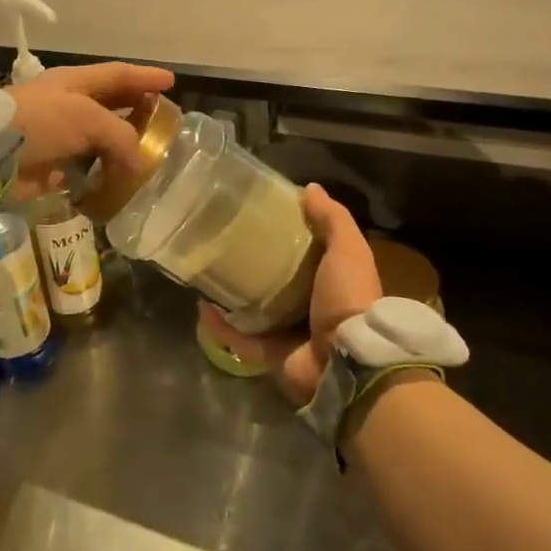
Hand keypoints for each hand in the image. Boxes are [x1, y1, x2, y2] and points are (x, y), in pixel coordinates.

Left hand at [8, 61, 174, 193]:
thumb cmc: (42, 122)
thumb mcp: (87, 118)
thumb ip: (120, 136)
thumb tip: (139, 162)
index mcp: (75, 82)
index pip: (118, 75)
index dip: (144, 77)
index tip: (170, 81)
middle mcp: (67, 105)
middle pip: (109, 105)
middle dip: (135, 110)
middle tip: (161, 120)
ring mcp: (58, 135)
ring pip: (98, 139)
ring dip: (120, 147)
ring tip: (147, 155)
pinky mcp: (49, 165)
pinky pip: (84, 168)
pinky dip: (102, 173)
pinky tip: (120, 180)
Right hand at [200, 185, 381, 406]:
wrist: (348, 363)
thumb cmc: (349, 299)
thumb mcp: (348, 250)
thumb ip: (332, 220)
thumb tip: (310, 188)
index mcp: (331, 282)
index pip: (307, 254)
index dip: (287, 235)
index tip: (261, 215)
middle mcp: (310, 307)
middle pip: (278, 282)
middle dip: (255, 265)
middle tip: (226, 242)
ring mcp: (289, 334)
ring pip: (255, 311)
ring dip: (233, 295)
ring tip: (209, 272)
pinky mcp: (269, 355)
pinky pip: (238, 339)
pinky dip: (220, 326)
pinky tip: (202, 306)